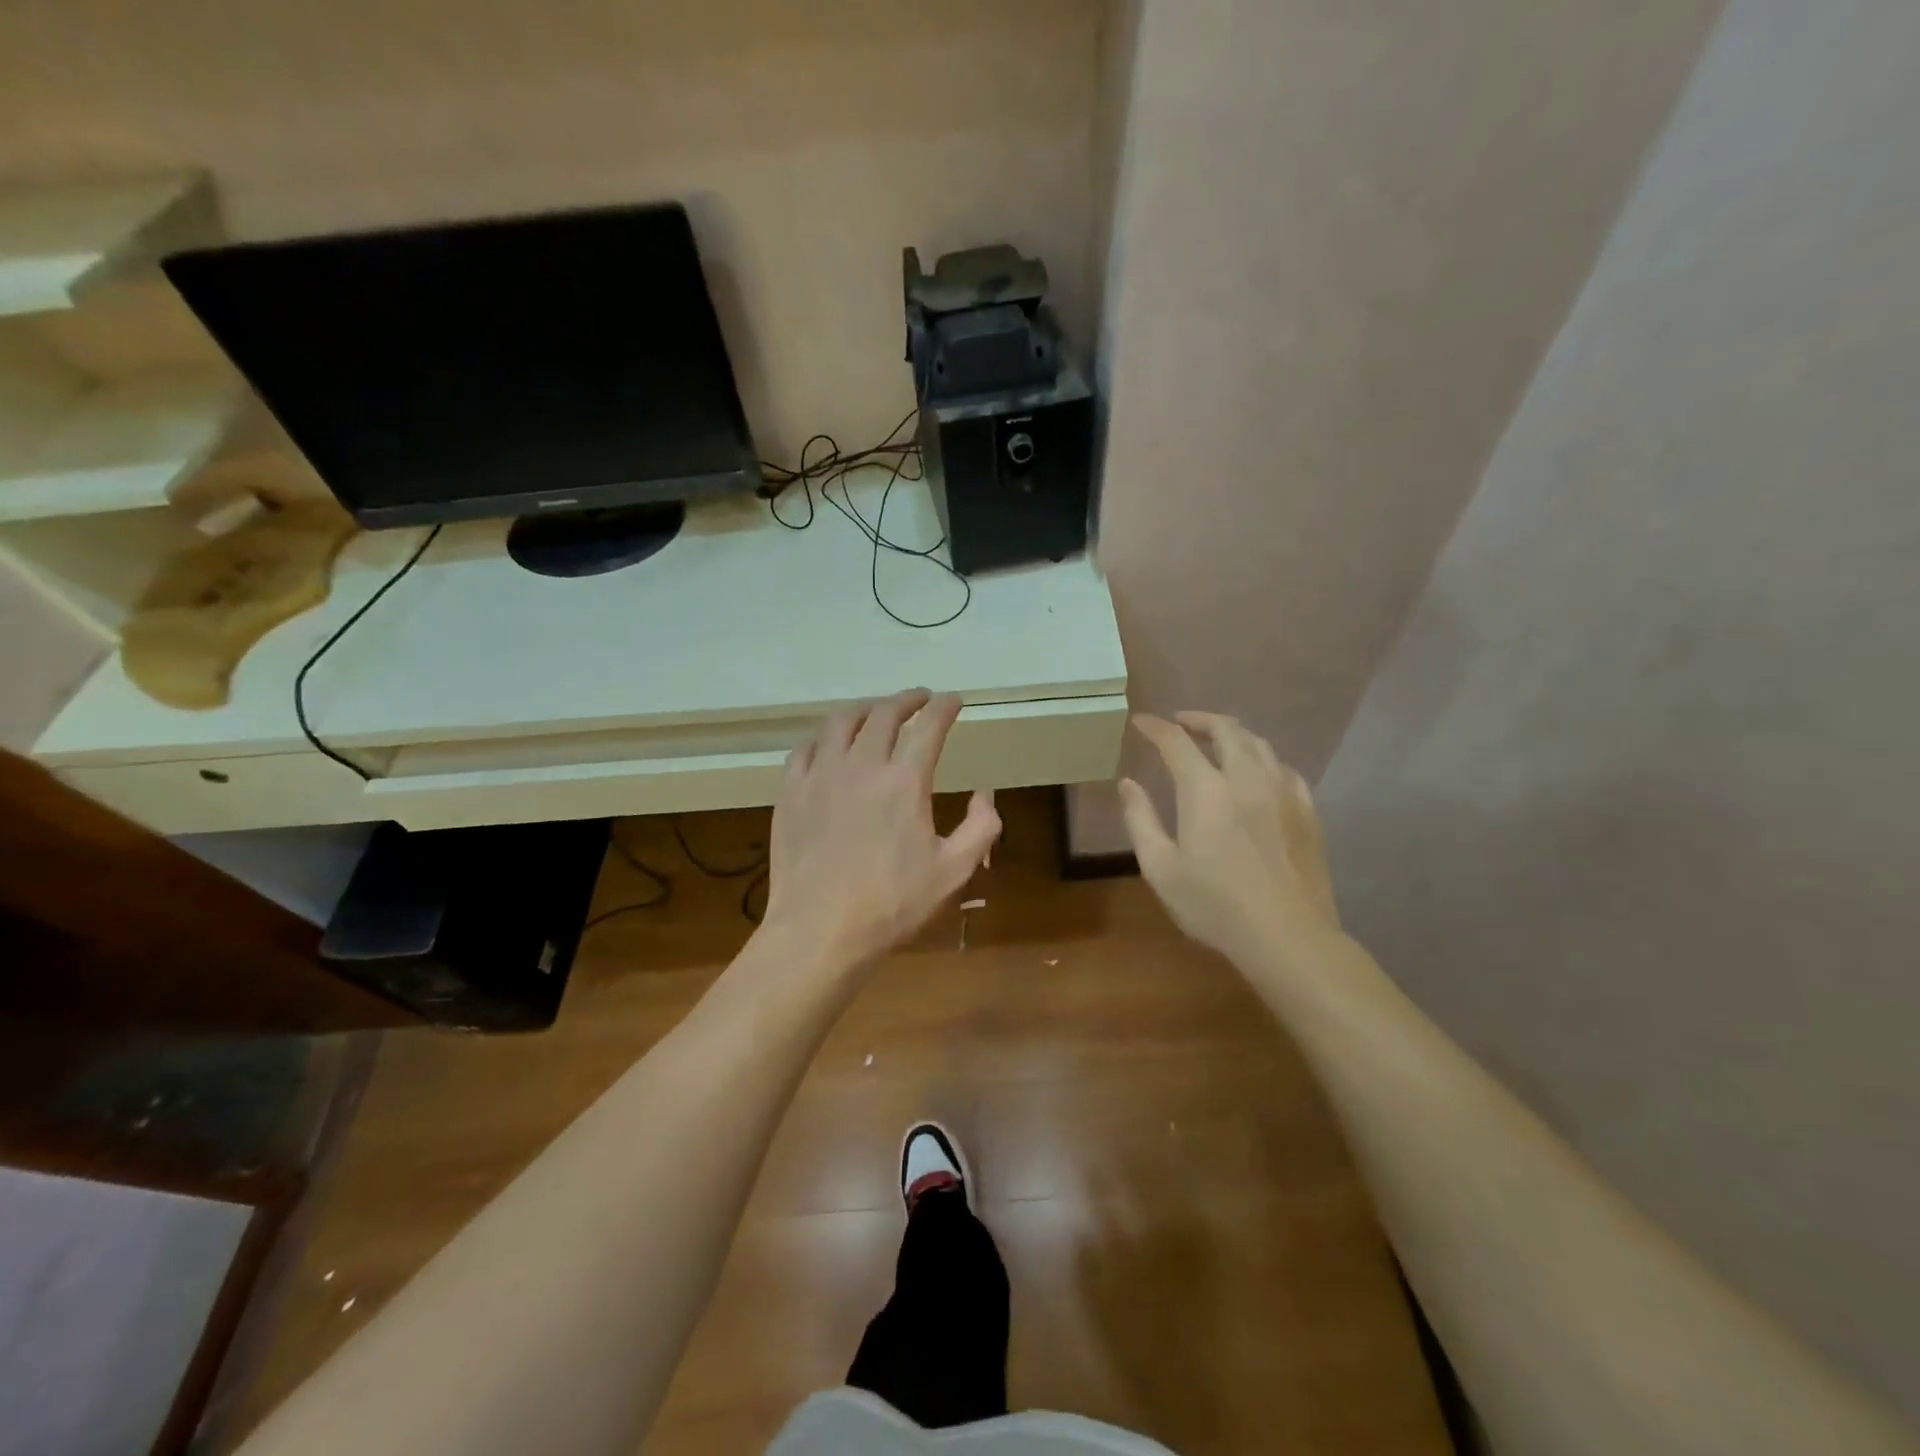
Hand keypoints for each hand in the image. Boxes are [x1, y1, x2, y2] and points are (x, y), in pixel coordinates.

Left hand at [759, 689, 1001, 971]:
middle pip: (884, 714)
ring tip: (876, 713)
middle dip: (907, 700)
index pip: (929, 726)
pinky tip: (830, 744)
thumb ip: (980, 827)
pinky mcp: (790, 792)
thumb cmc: (892, 904)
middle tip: (920, 700)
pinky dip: (825, 737)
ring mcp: (819, 775)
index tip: (953, 700)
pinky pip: (806, 748)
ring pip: (840, 722)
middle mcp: (860, 765)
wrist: (820, 931)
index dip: (944, 707)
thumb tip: (984, 794)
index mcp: (904, 781)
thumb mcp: (954, 872)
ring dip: (865, 710)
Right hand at [1118, 712, 1340, 967]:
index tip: (1141, 722)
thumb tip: (1128, 783)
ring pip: (1259, 743)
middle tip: (1180, 723)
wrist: (1288, 936)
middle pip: (1226, 729)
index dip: (1155, 727)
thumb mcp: (1161, 868)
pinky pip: (1284, 768)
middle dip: (1198, 719)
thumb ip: (1140, 820)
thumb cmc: (1215, 906)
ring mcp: (1283, 791)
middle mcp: (1247, 778)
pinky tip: (1257, 773)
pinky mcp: (1307, 810)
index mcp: (1206, 790)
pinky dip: (1263, 759)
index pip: (1176, 742)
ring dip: (1232, 734)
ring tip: (1216, 741)